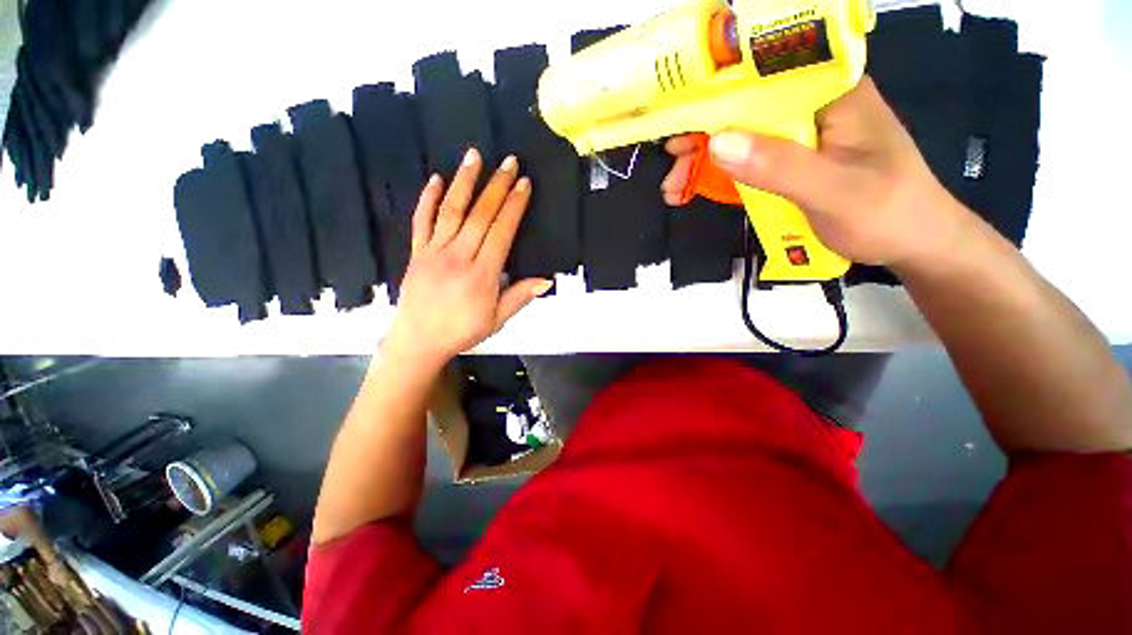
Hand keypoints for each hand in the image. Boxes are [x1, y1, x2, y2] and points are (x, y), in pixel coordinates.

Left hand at [384, 149, 551, 367]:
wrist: (418, 340)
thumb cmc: (462, 331)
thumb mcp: (497, 320)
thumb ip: (520, 296)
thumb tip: (547, 280)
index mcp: (482, 273)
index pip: (501, 231)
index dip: (514, 206)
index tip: (524, 184)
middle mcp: (459, 256)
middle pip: (480, 214)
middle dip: (497, 186)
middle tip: (509, 161)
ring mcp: (435, 251)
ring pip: (451, 210)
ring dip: (464, 181)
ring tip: (474, 156)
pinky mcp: (417, 252)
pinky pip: (421, 221)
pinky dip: (428, 198)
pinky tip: (435, 179)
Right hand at [661, 76, 971, 267]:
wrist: (912, 245)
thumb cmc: (889, 214)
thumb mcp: (835, 192)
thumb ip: (781, 166)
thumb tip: (719, 143)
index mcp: (832, 93)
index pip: (768, 73)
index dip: (719, 89)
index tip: (680, 114)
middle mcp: (812, 106)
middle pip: (744, 108)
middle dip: (703, 134)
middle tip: (672, 162)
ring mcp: (799, 136)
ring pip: (739, 136)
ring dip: (702, 160)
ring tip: (673, 188)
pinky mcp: (789, 162)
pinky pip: (745, 161)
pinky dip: (716, 176)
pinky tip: (693, 191)